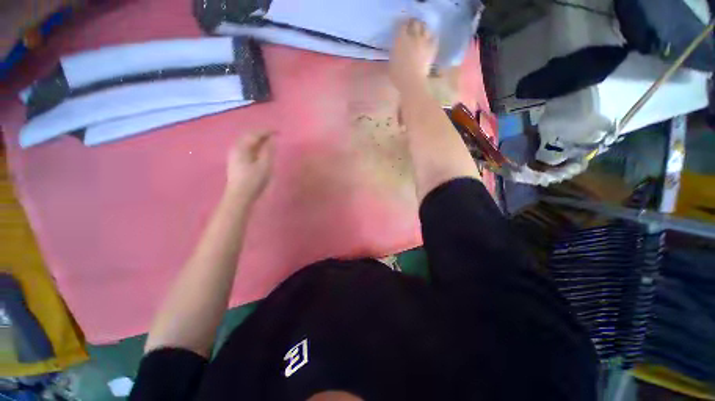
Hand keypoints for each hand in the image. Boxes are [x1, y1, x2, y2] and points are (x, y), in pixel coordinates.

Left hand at [225, 132, 274, 203]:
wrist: (240, 196)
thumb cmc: (253, 181)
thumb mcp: (265, 165)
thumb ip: (269, 151)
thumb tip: (272, 139)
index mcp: (241, 147)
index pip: (254, 134)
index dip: (266, 131)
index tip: (278, 131)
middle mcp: (235, 148)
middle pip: (248, 136)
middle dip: (261, 133)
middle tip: (273, 134)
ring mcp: (234, 155)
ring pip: (246, 142)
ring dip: (257, 139)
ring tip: (268, 141)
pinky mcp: (236, 161)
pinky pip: (246, 148)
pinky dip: (254, 145)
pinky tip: (259, 150)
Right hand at [389, 19, 437, 92]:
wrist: (412, 82)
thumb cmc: (398, 76)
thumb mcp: (391, 63)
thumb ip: (394, 53)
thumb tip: (395, 49)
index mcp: (400, 39)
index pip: (402, 24)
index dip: (402, 24)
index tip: (402, 27)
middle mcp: (413, 36)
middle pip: (415, 23)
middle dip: (414, 23)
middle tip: (412, 27)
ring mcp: (424, 41)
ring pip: (426, 28)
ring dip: (423, 29)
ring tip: (422, 33)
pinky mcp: (432, 48)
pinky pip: (434, 38)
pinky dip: (432, 38)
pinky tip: (430, 40)